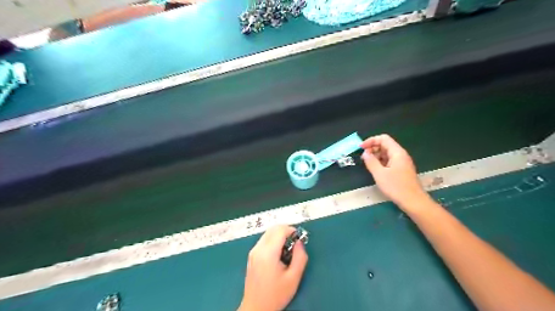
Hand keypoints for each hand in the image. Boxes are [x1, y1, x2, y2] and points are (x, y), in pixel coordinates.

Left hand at [239, 226, 307, 310]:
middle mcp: (258, 248)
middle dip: (286, 230)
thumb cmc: (276, 295)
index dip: (291, 230)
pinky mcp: (252, 255)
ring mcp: (253, 251)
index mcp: (268, 253)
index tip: (300, 238)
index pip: (280, 230)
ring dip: (279, 235)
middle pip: (273, 229)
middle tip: (295, 242)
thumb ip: (300, 257)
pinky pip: (264, 240)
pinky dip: (273, 240)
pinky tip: (279, 253)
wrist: (255, 308)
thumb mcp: (294, 278)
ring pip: (268, 233)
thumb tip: (299, 242)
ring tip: (288, 249)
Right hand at [361, 134, 428, 210]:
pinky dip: (381, 162)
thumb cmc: (396, 187)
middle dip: (373, 148)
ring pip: (387, 153)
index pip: (383, 139)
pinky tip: (375, 169)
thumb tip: (365, 153)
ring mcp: (402, 162)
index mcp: (397, 152)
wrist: (413, 201)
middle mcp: (400, 155)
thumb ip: (371, 161)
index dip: (371, 141)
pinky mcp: (401, 170)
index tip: (361, 148)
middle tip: (363, 157)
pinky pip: (389, 160)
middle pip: (385, 145)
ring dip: (376, 155)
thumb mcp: (379, 174)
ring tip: (367, 164)